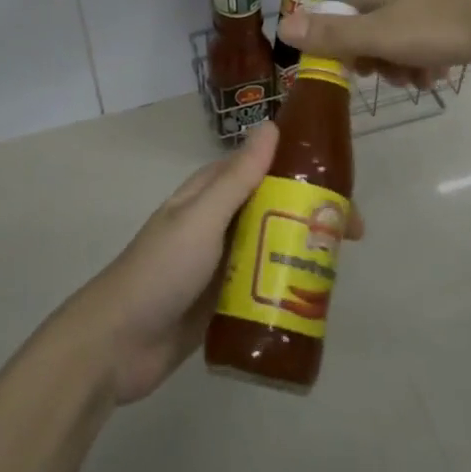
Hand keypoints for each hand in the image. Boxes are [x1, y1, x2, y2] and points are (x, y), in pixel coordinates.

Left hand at [63, 123, 363, 405]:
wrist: (117, 346)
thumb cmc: (160, 271)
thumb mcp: (202, 218)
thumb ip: (237, 177)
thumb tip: (272, 125)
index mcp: (212, 193)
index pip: (266, 167)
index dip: (304, 169)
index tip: (343, 183)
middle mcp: (221, 221)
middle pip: (277, 207)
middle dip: (314, 214)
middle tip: (353, 235)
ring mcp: (224, 262)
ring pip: (275, 245)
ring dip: (305, 249)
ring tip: (341, 266)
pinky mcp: (226, 299)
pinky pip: (266, 282)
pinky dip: (289, 282)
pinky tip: (316, 295)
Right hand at [280, 0, 470, 87]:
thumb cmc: (442, 24)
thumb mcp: (382, 36)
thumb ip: (333, 35)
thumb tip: (282, 25)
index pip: (340, 16)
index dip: (344, 49)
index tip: (363, 75)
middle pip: (371, 24)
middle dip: (379, 57)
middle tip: (398, 81)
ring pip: (403, 29)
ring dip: (406, 59)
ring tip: (426, 80)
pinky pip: (431, 27)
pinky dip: (431, 50)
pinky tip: (445, 69)